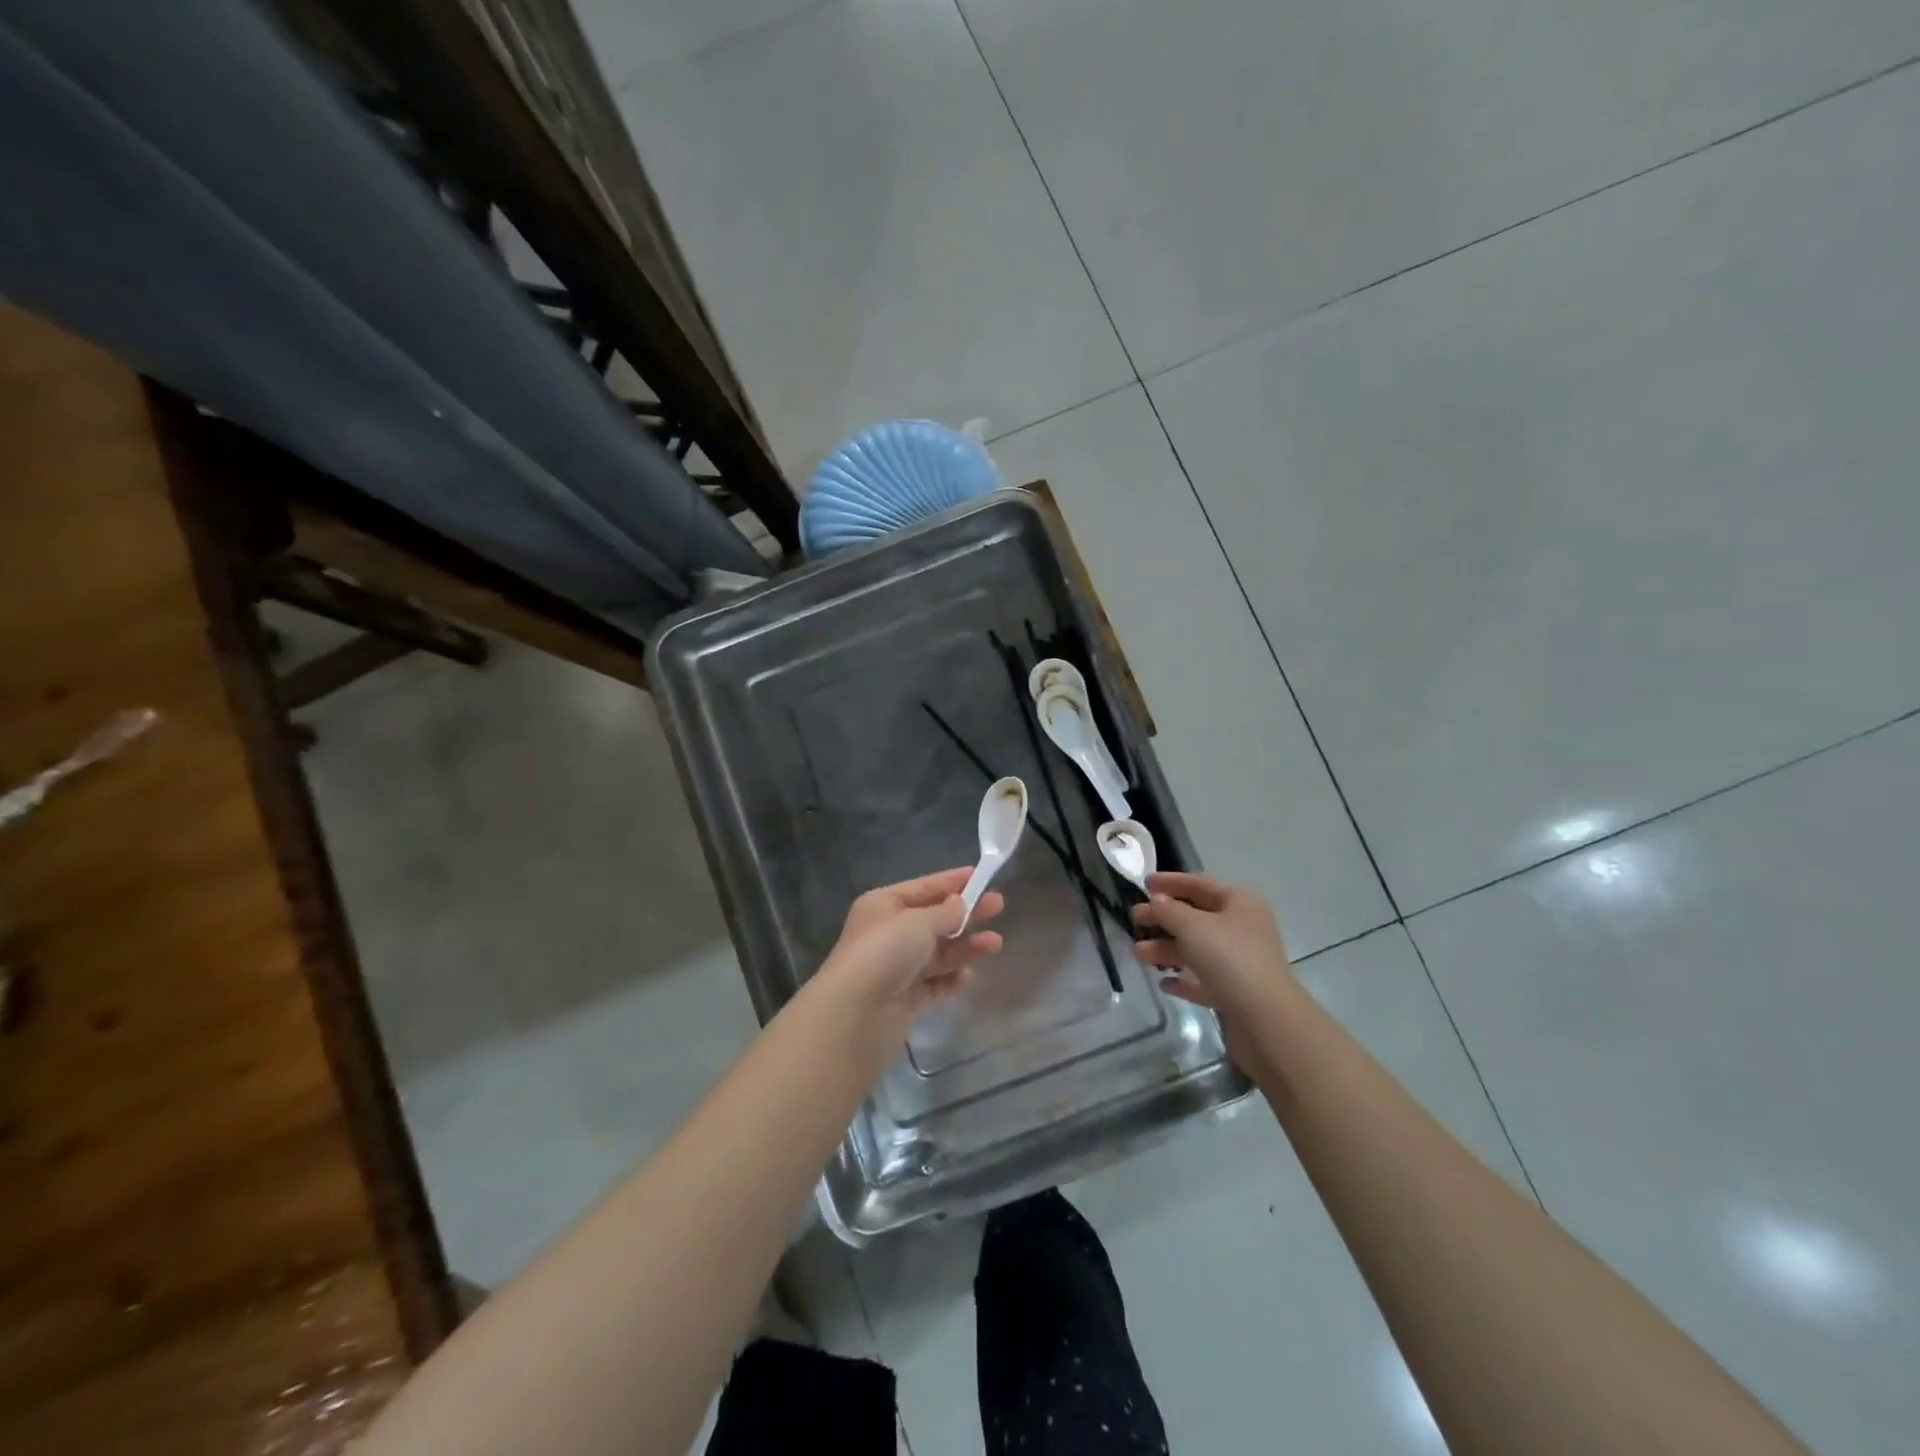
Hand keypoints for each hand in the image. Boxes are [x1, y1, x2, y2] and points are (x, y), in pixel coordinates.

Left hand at [813, 867, 1004, 1042]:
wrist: (855, 1014)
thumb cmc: (885, 952)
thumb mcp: (918, 922)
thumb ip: (945, 913)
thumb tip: (960, 904)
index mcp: (883, 906)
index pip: (923, 887)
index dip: (952, 881)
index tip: (981, 876)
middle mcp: (888, 934)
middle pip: (934, 920)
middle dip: (966, 914)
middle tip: (999, 907)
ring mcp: (896, 969)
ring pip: (938, 953)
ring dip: (965, 947)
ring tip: (996, 944)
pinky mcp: (904, 1000)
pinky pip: (934, 984)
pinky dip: (951, 979)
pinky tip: (968, 976)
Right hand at [1131, 872, 1295, 1024]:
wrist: (1265, 1018)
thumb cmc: (1229, 958)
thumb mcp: (1192, 926)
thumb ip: (1169, 910)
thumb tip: (1156, 900)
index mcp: (1239, 903)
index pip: (1200, 884)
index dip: (1171, 881)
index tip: (1144, 882)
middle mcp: (1242, 928)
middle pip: (1196, 917)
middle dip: (1163, 918)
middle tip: (1134, 919)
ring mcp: (1240, 962)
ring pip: (1196, 949)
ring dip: (1166, 949)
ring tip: (1138, 954)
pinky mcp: (1235, 992)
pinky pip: (1203, 979)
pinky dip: (1183, 979)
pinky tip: (1164, 983)